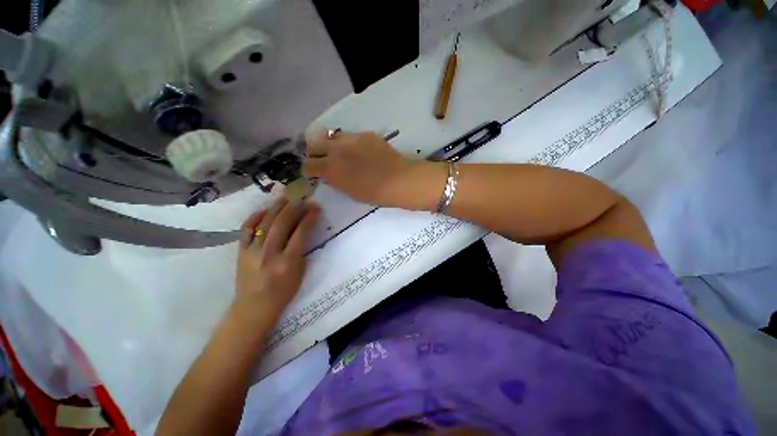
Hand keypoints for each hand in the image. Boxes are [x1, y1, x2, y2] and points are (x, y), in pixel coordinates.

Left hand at [235, 198, 319, 318]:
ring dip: (277, 207)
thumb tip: (304, 231)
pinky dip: (255, 217)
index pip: (301, 233)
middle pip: (282, 223)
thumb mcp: (300, 273)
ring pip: (265, 223)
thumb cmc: (283, 292)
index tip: (316, 207)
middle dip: (294, 208)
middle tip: (302, 198)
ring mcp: (253, 251)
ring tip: (286, 197)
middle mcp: (270, 253)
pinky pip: (247, 229)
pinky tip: (264, 210)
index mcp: (288, 262)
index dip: (309, 218)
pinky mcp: (241, 251)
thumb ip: (302, 251)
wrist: (255, 306)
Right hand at [302, 129, 418, 205]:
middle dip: (314, 152)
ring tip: (340, 152)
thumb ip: (336, 180)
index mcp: (330, 169)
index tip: (311, 172)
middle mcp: (336, 150)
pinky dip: (350, 143)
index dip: (308, 169)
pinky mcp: (365, 134)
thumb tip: (330, 174)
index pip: (308, 165)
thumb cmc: (374, 193)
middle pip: (314, 145)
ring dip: (331, 145)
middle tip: (321, 159)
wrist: (398, 180)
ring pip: (332, 137)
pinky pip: (351, 136)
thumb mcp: (350, 192)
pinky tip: (360, 151)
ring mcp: (351, 139)